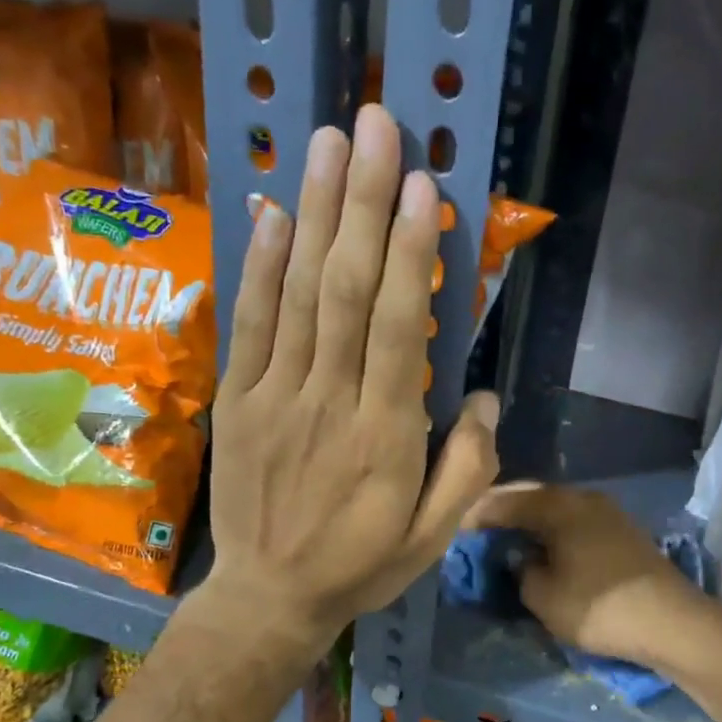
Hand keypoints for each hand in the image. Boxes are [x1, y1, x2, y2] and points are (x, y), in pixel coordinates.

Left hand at [206, 104, 498, 647]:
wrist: (270, 597)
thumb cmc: (360, 566)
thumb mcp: (433, 538)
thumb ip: (468, 470)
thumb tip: (484, 397)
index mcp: (385, 437)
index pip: (398, 328)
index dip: (409, 252)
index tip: (422, 185)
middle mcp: (329, 402)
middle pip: (346, 290)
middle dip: (363, 203)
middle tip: (377, 124)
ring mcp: (275, 397)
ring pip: (297, 293)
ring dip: (314, 212)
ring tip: (329, 140)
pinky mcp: (237, 401)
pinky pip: (249, 323)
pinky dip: (259, 265)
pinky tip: (273, 210)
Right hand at [465, 482, 709, 668]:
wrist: (671, 621)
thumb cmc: (598, 608)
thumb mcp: (543, 596)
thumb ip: (520, 571)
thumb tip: (520, 558)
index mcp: (558, 505)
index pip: (505, 500)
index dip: (476, 514)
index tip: (456, 528)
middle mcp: (582, 497)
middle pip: (532, 496)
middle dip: (503, 510)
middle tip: (478, 529)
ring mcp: (607, 511)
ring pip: (555, 507)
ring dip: (530, 519)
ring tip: (507, 538)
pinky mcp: (622, 530)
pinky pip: (574, 520)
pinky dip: (553, 529)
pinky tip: (544, 545)